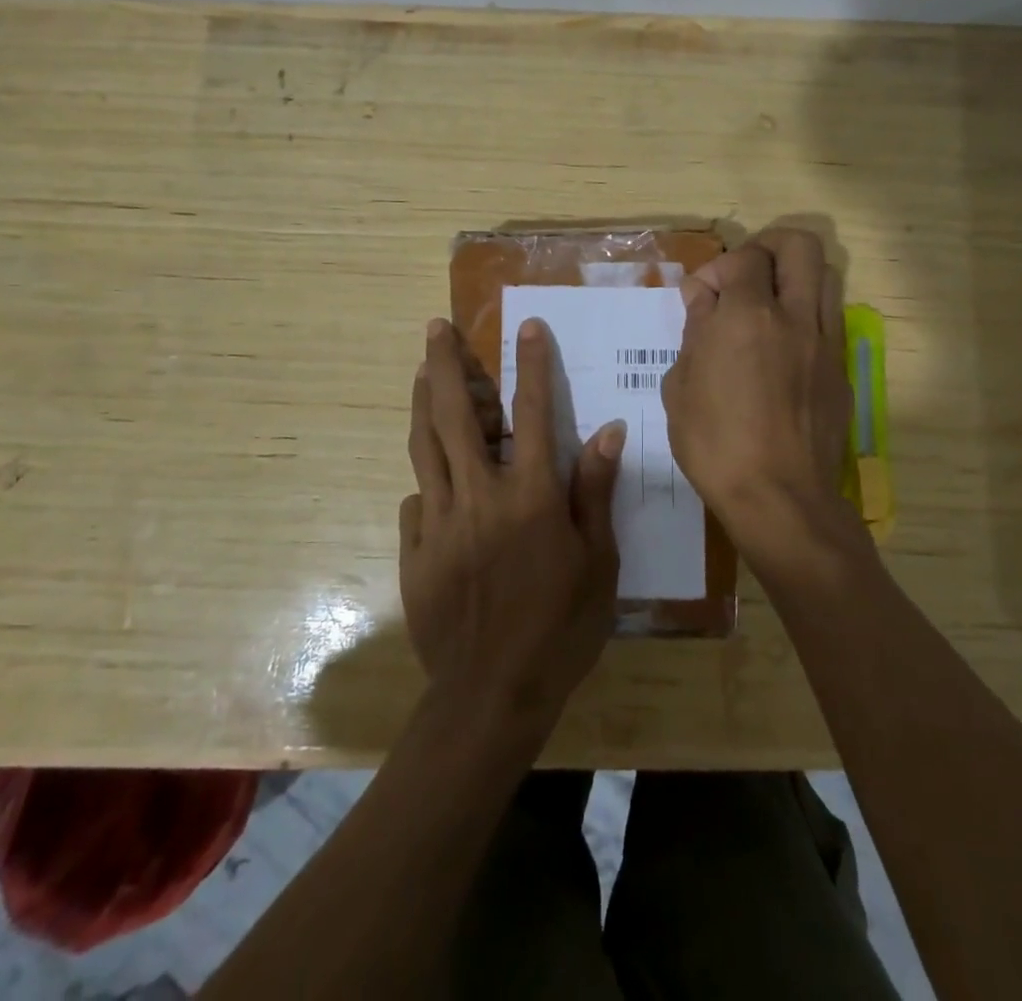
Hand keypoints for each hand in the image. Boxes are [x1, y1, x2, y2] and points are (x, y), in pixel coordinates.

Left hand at [400, 317, 623, 723]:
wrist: (493, 694)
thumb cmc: (560, 627)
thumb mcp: (598, 562)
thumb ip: (594, 492)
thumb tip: (606, 431)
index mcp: (530, 495)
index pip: (532, 413)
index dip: (532, 365)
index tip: (527, 327)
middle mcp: (480, 495)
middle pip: (458, 415)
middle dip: (446, 364)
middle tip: (435, 328)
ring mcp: (440, 521)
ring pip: (426, 446)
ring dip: (423, 402)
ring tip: (419, 371)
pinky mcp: (415, 550)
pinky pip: (416, 500)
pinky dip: (426, 479)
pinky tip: (430, 476)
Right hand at [661, 227, 869, 579]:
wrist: (780, 498)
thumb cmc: (716, 445)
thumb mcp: (680, 387)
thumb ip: (694, 333)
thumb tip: (705, 301)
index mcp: (748, 316)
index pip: (744, 258)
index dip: (717, 269)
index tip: (700, 300)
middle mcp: (795, 317)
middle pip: (799, 245)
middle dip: (768, 247)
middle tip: (744, 276)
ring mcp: (825, 342)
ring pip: (824, 276)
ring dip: (792, 277)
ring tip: (765, 307)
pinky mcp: (841, 370)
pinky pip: (829, 319)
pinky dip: (805, 315)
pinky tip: (781, 348)